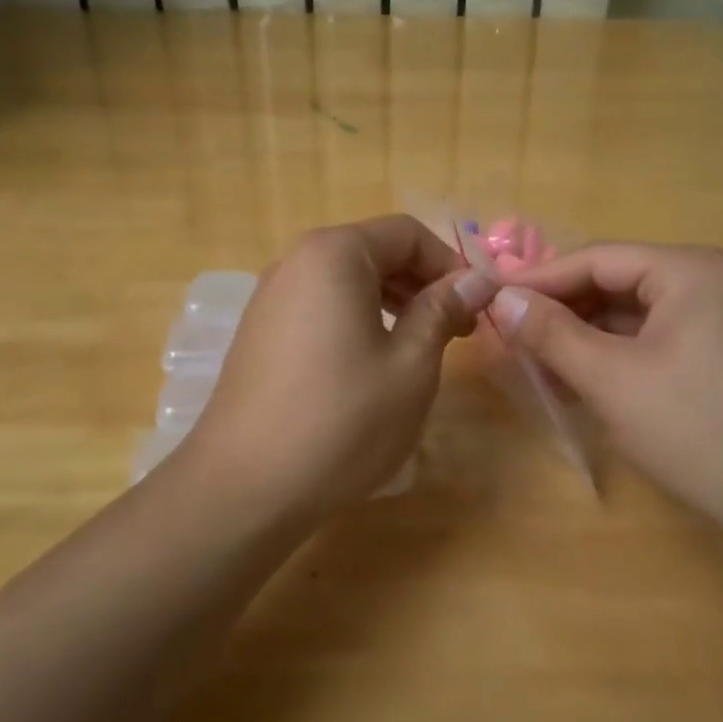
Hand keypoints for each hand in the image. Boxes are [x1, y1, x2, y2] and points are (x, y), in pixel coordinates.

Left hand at [184, 216, 498, 512]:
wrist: (245, 487)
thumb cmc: (342, 420)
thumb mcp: (410, 364)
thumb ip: (443, 310)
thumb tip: (477, 279)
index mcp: (334, 254)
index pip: (407, 234)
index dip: (450, 265)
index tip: (476, 309)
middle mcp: (295, 263)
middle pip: (374, 253)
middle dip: (422, 285)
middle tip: (457, 333)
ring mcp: (270, 298)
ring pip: (346, 283)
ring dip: (392, 305)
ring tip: (421, 351)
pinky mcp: (259, 333)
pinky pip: (320, 309)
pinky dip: (356, 322)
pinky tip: (371, 367)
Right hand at [493, 243, 722, 518]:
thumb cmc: (693, 428)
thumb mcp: (609, 378)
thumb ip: (551, 333)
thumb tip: (501, 297)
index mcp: (688, 269)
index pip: (596, 259)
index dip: (538, 278)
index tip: (489, 296)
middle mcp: (702, 279)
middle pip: (610, 282)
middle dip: (559, 311)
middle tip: (508, 335)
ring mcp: (709, 314)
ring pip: (624, 312)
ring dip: (578, 336)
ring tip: (535, 365)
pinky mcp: (707, 348)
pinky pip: (643, 336)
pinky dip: (606, 354)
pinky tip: (572, 379)